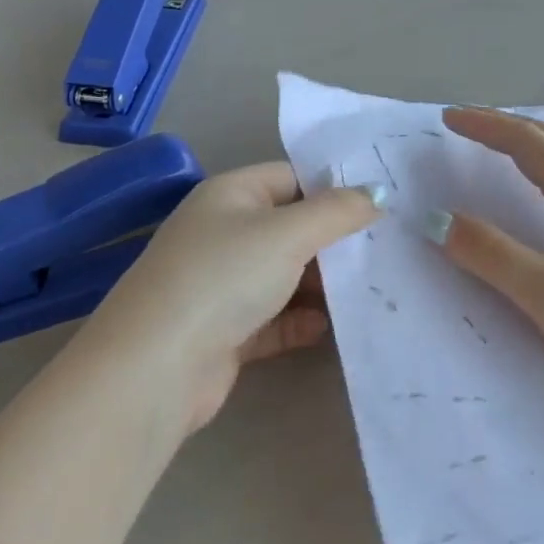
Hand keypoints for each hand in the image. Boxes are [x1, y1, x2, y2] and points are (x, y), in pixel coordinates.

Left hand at [77, 163, 383, 435]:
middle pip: (289, 229)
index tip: (379, 206)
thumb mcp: (288, 233)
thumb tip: (377, 193)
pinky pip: (273, 319)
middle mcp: (223, 234)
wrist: (159, 365)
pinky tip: (327, 329)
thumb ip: (337, 211)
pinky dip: (299, 322)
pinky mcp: (225, 331)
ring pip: (283, 277)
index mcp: (230, 195)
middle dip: (333, 242)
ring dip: (321, 286)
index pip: (290, 178)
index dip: (332, 188)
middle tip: (383, 252)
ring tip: (369, 291)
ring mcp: (222, 284)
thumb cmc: (225, 276)